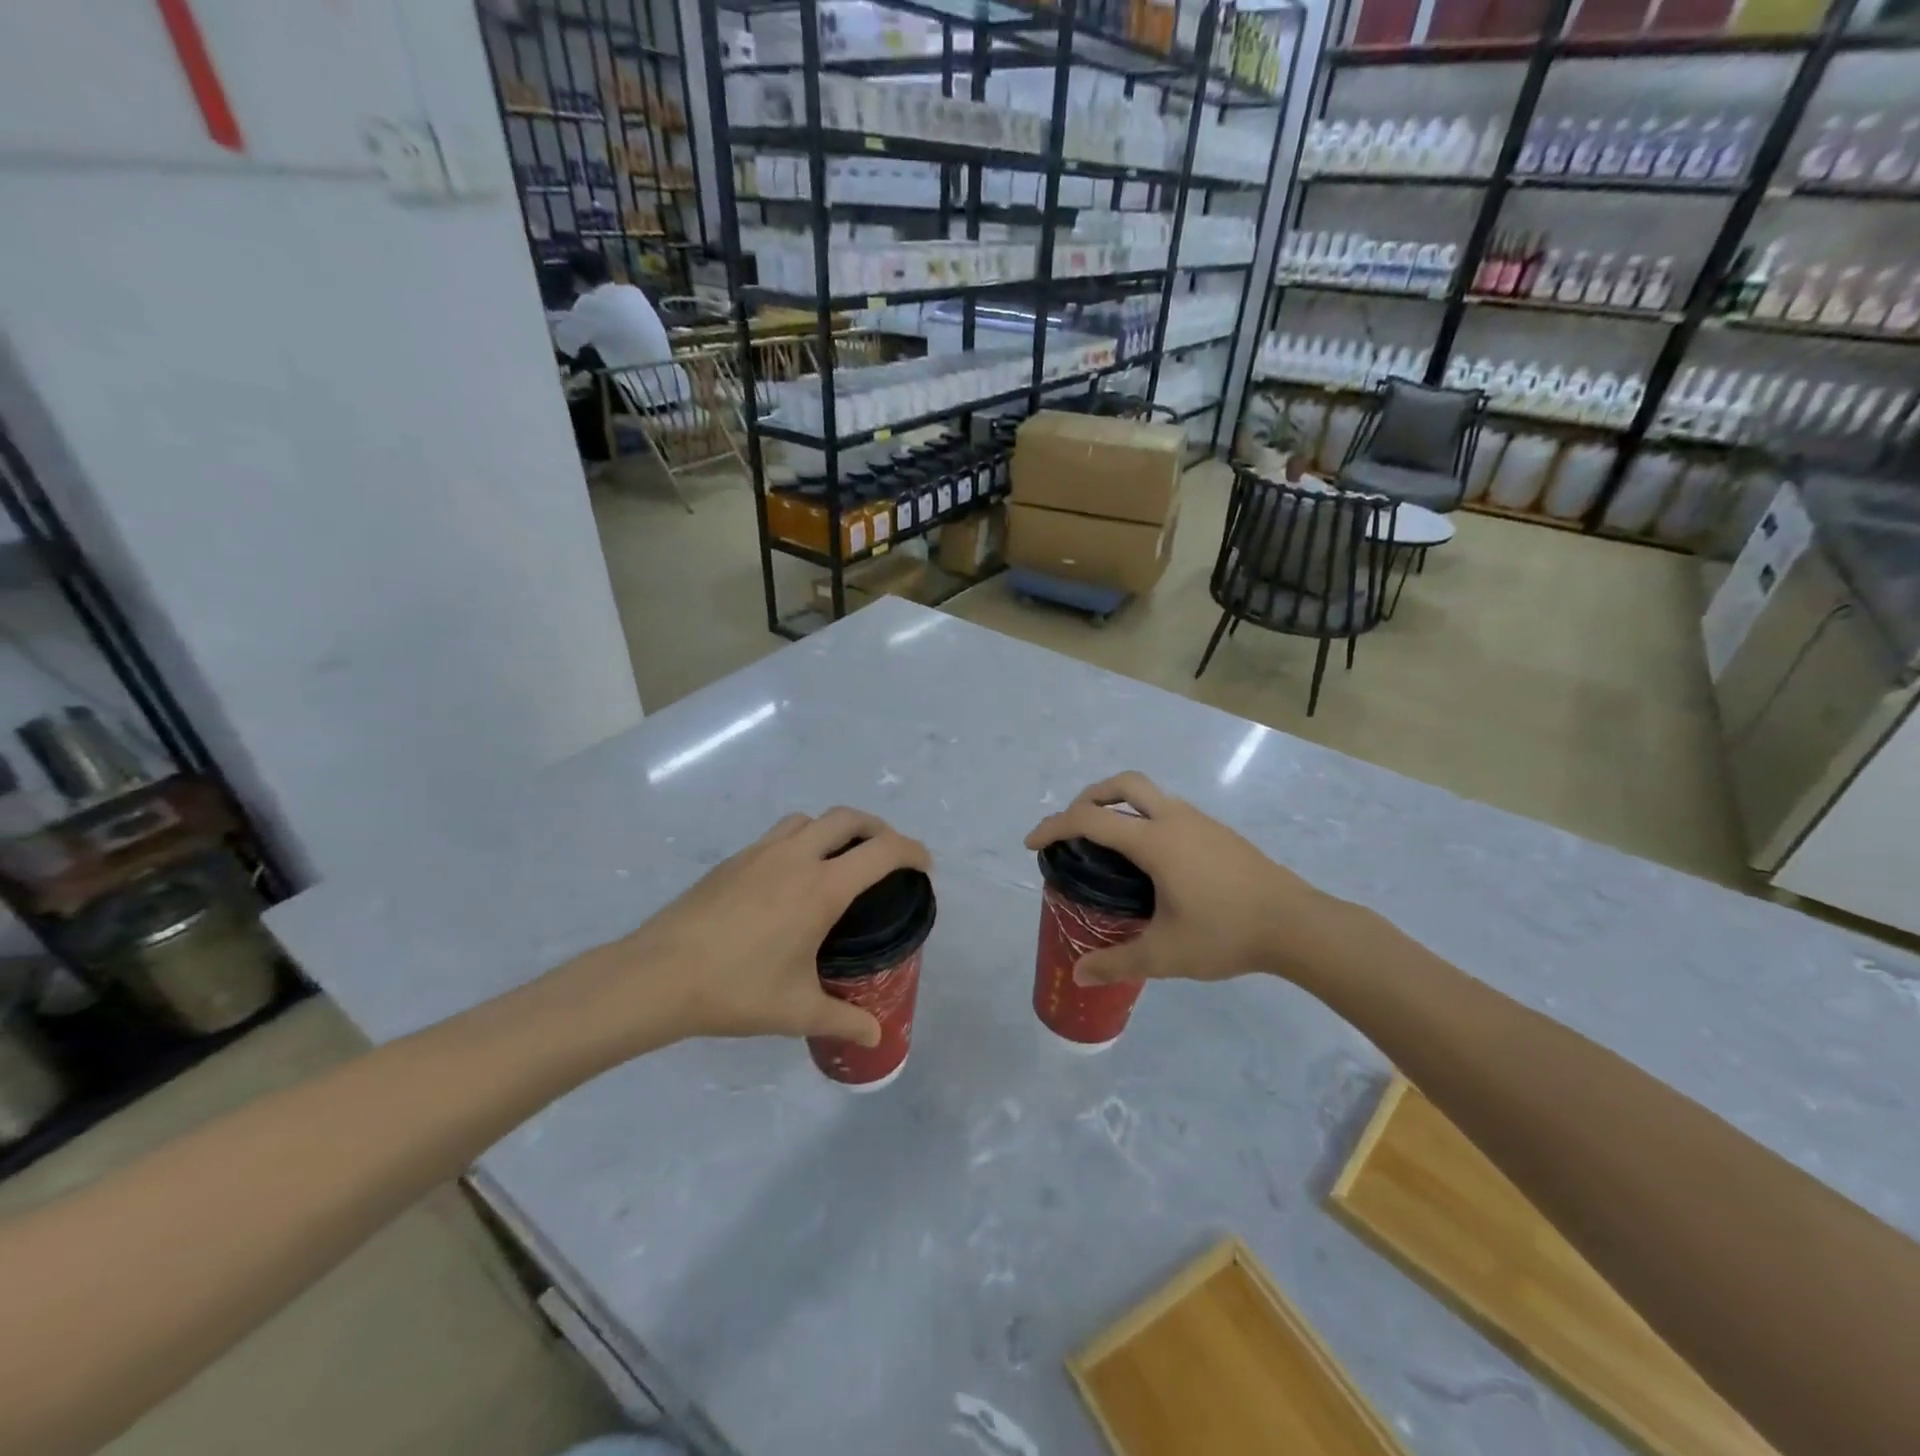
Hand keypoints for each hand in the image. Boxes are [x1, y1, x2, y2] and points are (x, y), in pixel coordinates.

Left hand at [561, 808, 930, 1055]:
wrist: (657, 976)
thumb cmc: (736, 990)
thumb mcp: (797, 1011)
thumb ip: (843, 1020)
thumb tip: (875, 1038)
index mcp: (821, 887)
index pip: (882, 851)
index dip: (912, 851)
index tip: (924, 866)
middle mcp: (796, 857)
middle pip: (848, 818)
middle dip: (878, 829)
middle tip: (887, 856)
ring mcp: (761, 852)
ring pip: (810, 819)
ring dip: (835, 829)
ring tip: (840, 860)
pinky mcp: (734, 860)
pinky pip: (780, 833)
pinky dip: (802, 840)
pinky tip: (792, 878)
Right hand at [1024, 772, 1329, 987]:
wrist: (1297, 924)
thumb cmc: (1226, 933)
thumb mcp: (1166, 954)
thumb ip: (1118, 962)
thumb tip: (1079, 974)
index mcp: (1155, 841)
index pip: (1090, 819)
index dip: (1054, 826)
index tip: (1032, 843)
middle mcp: (1174, 819)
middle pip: (1123, 784)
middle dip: (1089, 796)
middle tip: (1073, 826)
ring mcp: (1200, 821)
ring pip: (1150, 795)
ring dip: (1120, 805)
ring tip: (1108, 844)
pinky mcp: (1218, 832)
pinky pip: (1169, 811)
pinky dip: (1145, 819)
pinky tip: (1151, 861)